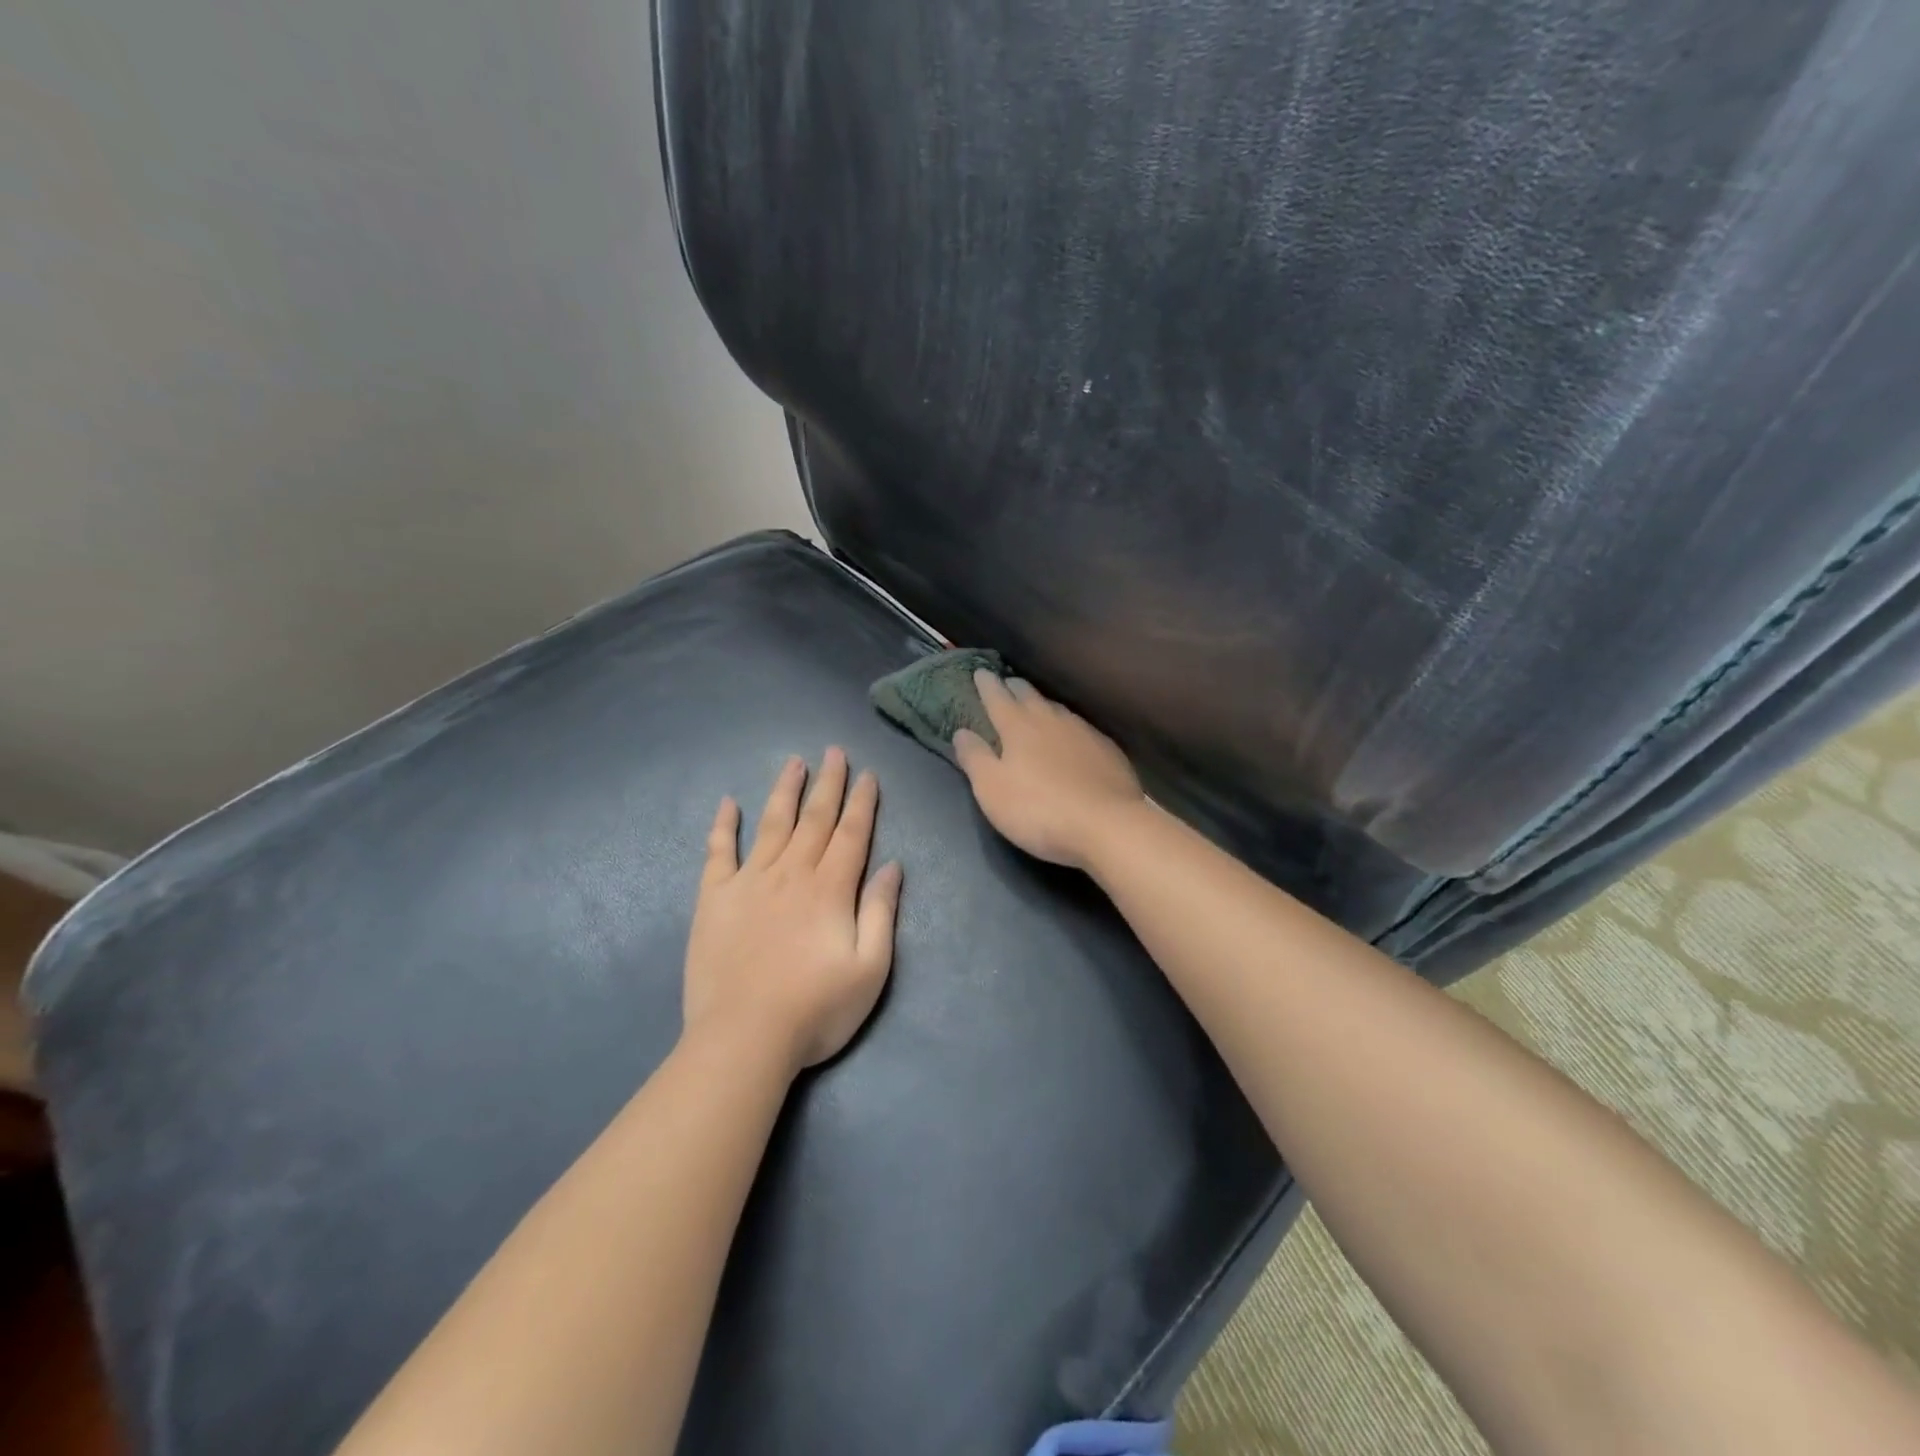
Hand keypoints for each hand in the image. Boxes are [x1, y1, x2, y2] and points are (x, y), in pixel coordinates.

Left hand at [683, 748, 902, 1073]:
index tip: (867, 774)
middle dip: (828, 783)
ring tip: (794, 763)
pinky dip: (723, 825)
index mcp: (830, 889)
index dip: (862, 802)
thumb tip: (892, 866)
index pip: (852, 833)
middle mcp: (791, 873)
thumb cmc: (815, 1009)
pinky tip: (727, 803)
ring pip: (771, 824)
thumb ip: (881, 912)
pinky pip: (718, 852)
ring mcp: (749, 882)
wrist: (744, 1038)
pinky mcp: (714, 899)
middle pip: (814, 819)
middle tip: (834, 752)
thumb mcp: (870, 968)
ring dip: (785, 791)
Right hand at [953, 672, 1144, 869]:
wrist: (1106, 825)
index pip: (997, 697)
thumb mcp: (992, 789)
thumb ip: (975, 758)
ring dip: (1043, 705)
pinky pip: (1081, 728)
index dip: (986, 684)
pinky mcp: (1107, 750)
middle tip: (1007, 682)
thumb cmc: (1039, 809)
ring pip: (1057, 709)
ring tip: (1037, 706)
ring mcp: (1083, 732)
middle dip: (1015, 687)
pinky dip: (1068, 726)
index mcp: (1018, 727)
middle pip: (1030, 696)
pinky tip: (1072, 737)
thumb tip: (961, 731)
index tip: (980, 672)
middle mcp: (1051, 720)